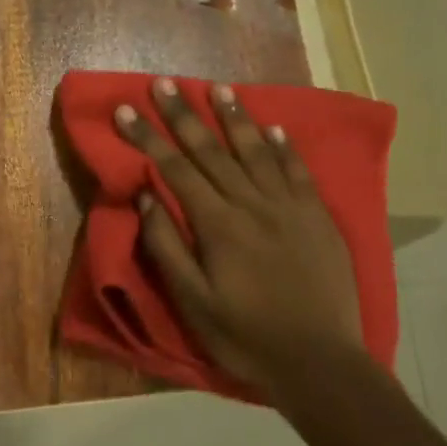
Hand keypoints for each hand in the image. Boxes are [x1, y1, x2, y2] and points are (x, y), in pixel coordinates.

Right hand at [114, 78, 364, 397]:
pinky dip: (284, 147)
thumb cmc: (245, 336)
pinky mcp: (318, 217)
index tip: (126, 109)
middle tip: (163, 82)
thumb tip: (146, 195)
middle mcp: (253, 204)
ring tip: (217, 87)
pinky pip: (298, 171)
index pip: (175, 169)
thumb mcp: (192, 301)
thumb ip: (166, 246)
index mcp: (218, 225)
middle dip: (183, 115)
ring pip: (257, 151)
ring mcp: (290, 208)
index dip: (148, 137)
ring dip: (235, 117)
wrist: (320, 363)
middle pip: (212, 150)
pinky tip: (273, 127)